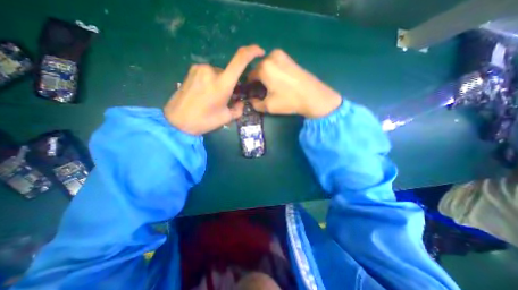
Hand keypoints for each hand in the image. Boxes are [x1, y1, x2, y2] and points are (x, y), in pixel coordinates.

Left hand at [164, 44, 264, 133]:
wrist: (177, 122)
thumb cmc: (204, 121)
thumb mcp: (226, 118)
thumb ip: (238, 109)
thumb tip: (241, 102)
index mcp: (222, 84)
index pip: (240, 60)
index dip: (252, 51)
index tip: (260, 52)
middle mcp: (211, 71)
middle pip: (229, 73)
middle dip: (231, 84)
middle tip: (226, 98)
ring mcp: (200, 69)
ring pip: (218, 74)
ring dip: (220, 83)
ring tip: (213, 98)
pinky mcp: (192, 70)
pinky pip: (208, 73)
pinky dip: (211, 81)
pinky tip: (204, 93)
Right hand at [248, 49, 342, 116]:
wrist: (314, 96)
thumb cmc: (289, 101)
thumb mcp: (268, 106)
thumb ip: (255, 104)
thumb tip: (250, 101)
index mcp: (264, 67)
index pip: (250, 76)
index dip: (249, 86)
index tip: (252, 94)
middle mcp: (271, 57)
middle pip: (258, 70)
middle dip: (258, 81)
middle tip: (262, 92)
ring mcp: (282, 55)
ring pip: (267, 67)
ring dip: (266, 76)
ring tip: (272, 88)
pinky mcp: (290, 58)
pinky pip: (275, 65)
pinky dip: (274, 72)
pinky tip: (279, 82)